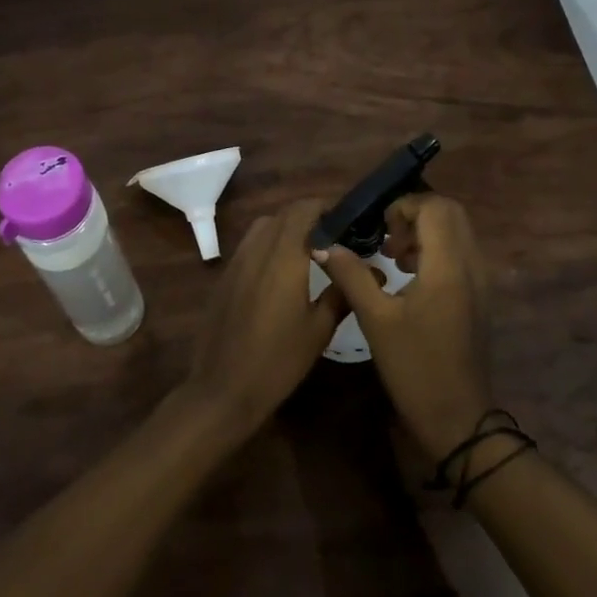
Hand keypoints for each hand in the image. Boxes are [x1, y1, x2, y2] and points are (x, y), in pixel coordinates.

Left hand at [182, 197, 341, 437]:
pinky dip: (268, 243)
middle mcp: (258, 250)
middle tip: (333, 235)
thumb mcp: (319, 330)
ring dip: (287, 227)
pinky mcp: (225, 276)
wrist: (222, 389)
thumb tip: (374, 271)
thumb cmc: (277, 361)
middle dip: (309, 216)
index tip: (347, 219)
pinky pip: (249, 245)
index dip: (326, 206)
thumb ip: (342, 292)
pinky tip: (281, 271)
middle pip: (284, 214)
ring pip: (264, 226)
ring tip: (308, 249)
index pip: (304, 210)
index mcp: (284, 257)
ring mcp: (237, 261)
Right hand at [314, 194, 493, 460]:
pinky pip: (461, 252)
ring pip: (457, 231)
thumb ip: (351, 275)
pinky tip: (411, 278)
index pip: (434, 206)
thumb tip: (324, 245)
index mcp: (448, 265)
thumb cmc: (415, 368)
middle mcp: (471, 264)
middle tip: (388, 240)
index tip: (379, 231)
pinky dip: (437, 250)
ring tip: (395, 258)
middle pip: (450, 212)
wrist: (458, 419)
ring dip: (426, 232)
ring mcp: (479, 280)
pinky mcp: (479, 296)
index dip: (403, 207)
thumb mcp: (375, 320)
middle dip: (415, 214)